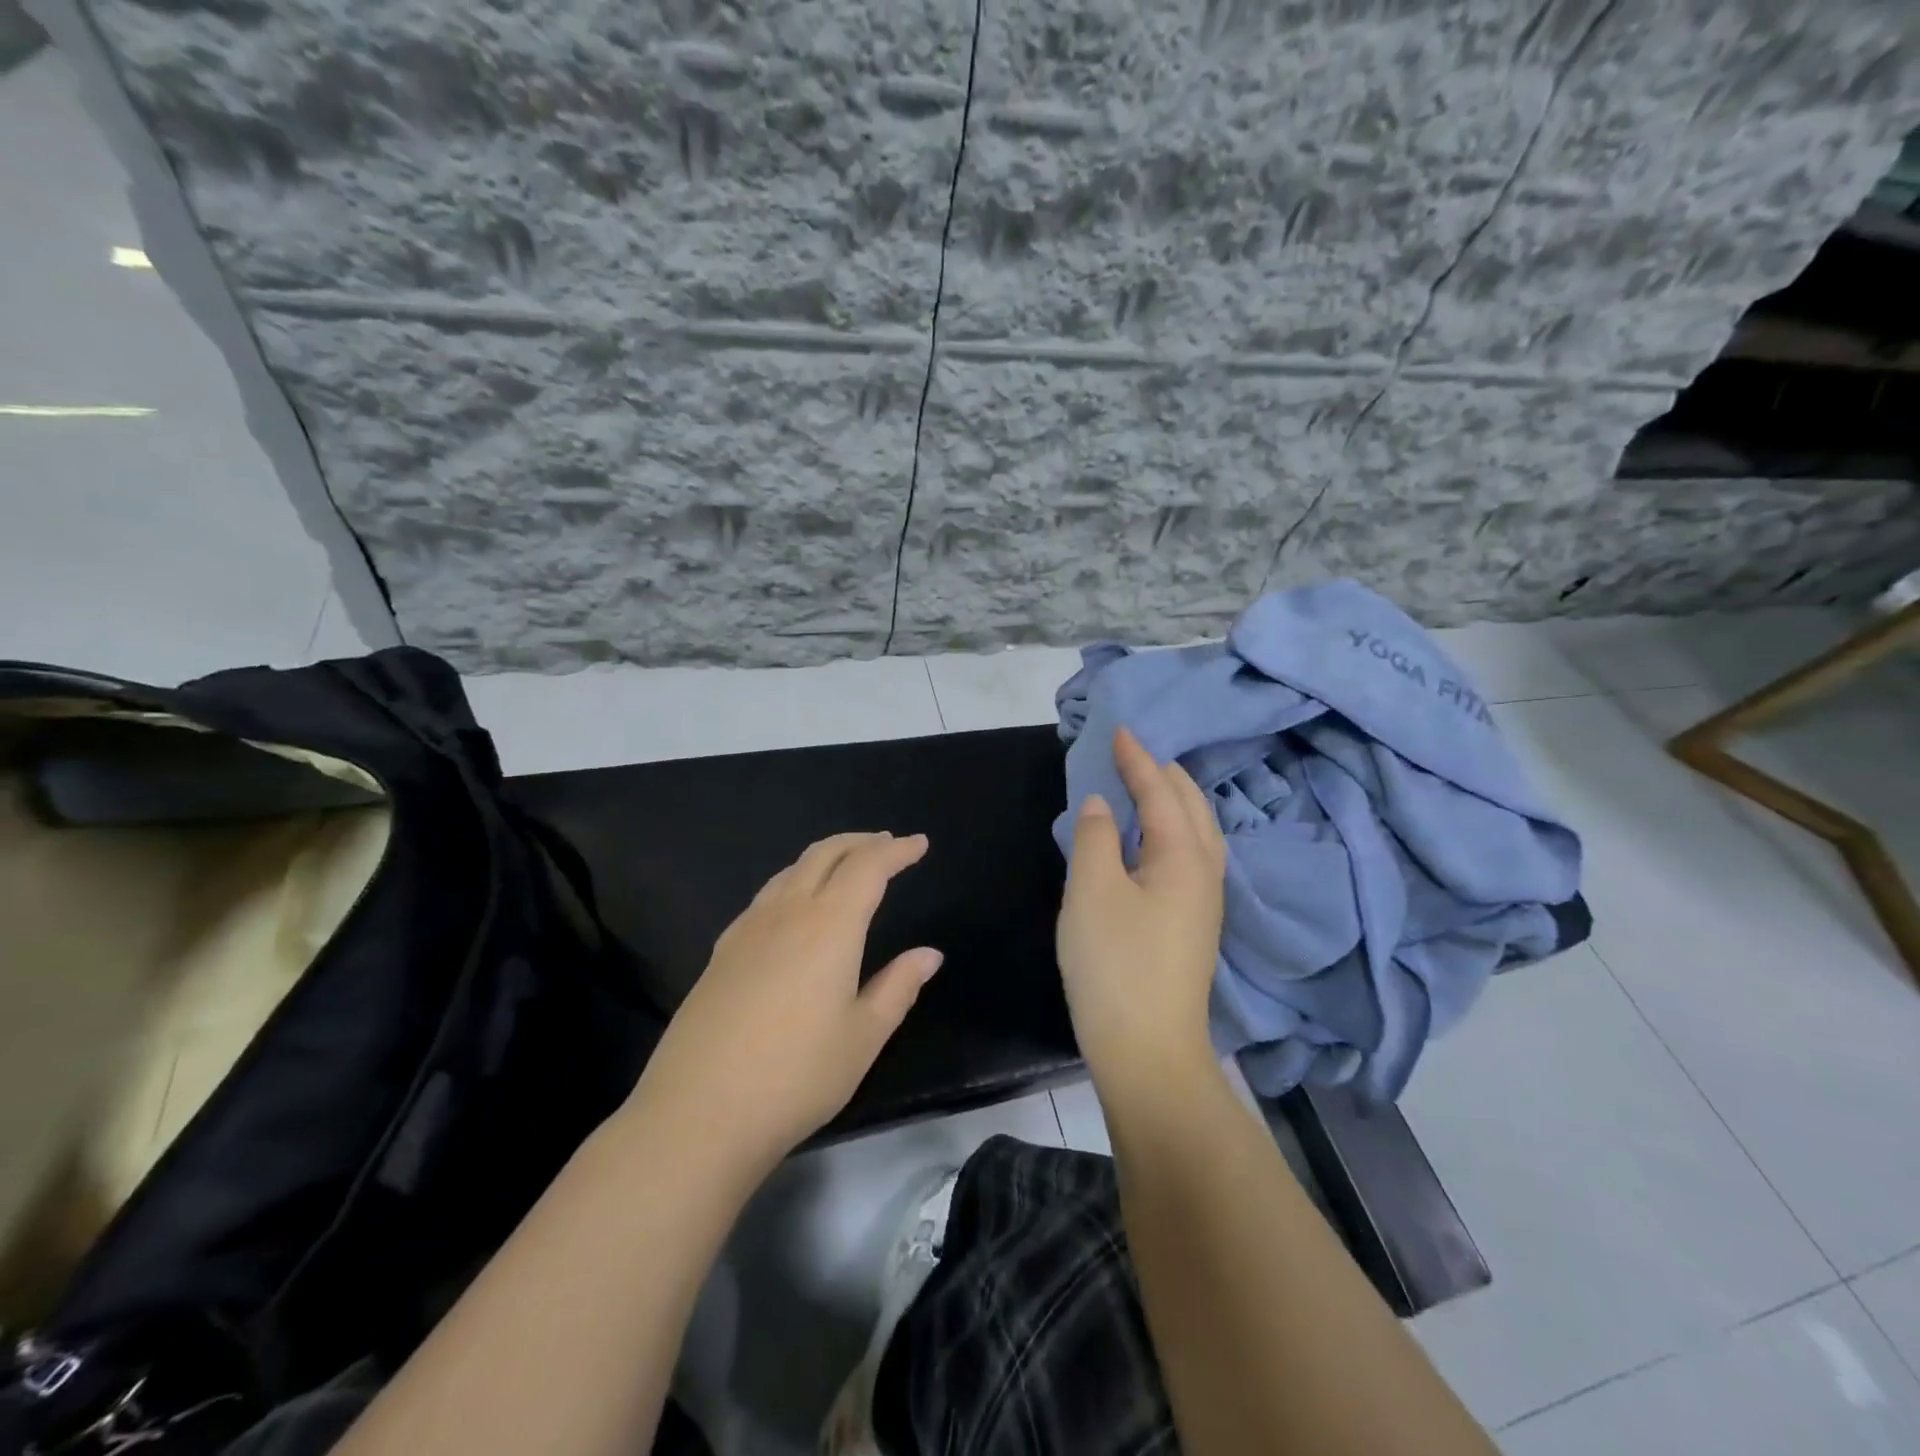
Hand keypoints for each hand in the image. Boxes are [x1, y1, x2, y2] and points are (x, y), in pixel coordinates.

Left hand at [627, 833, 941, 1173]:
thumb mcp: (862, 1037)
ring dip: (825, 857)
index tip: (919, 843)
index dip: (896, 851)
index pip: (868, 867)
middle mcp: (787, 913)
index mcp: (829, 926)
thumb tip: (928, 954)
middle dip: (860, 842)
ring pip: (791, 871)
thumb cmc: (796, 1076)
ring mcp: (747, 930)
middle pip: (825, 854)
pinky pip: (766, 896)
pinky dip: (794, 882)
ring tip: (846, 866)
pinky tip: (795, 907)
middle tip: (887, 844)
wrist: (697, 1113)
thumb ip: (898, 987)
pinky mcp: (721, 952)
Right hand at [1057, 728, 1225, 1078]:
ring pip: (1196, 833)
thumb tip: (1103, 804)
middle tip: (1134, 752)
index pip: (1161, 791)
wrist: (1147, 1050)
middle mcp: (1205, 872)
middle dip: (1164, 774)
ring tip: (1147, 785)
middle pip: (1191, 807)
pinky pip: (1188, 856)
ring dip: (1172, 801)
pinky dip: (1170, 831)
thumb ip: (1095, 837)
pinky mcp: (1193, 925)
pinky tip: (1150, 841)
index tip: (1119, 730)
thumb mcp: (1092, 891)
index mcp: (1184, 856)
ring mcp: (1204, 902)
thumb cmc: (1115, 964)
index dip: (1138, 759)